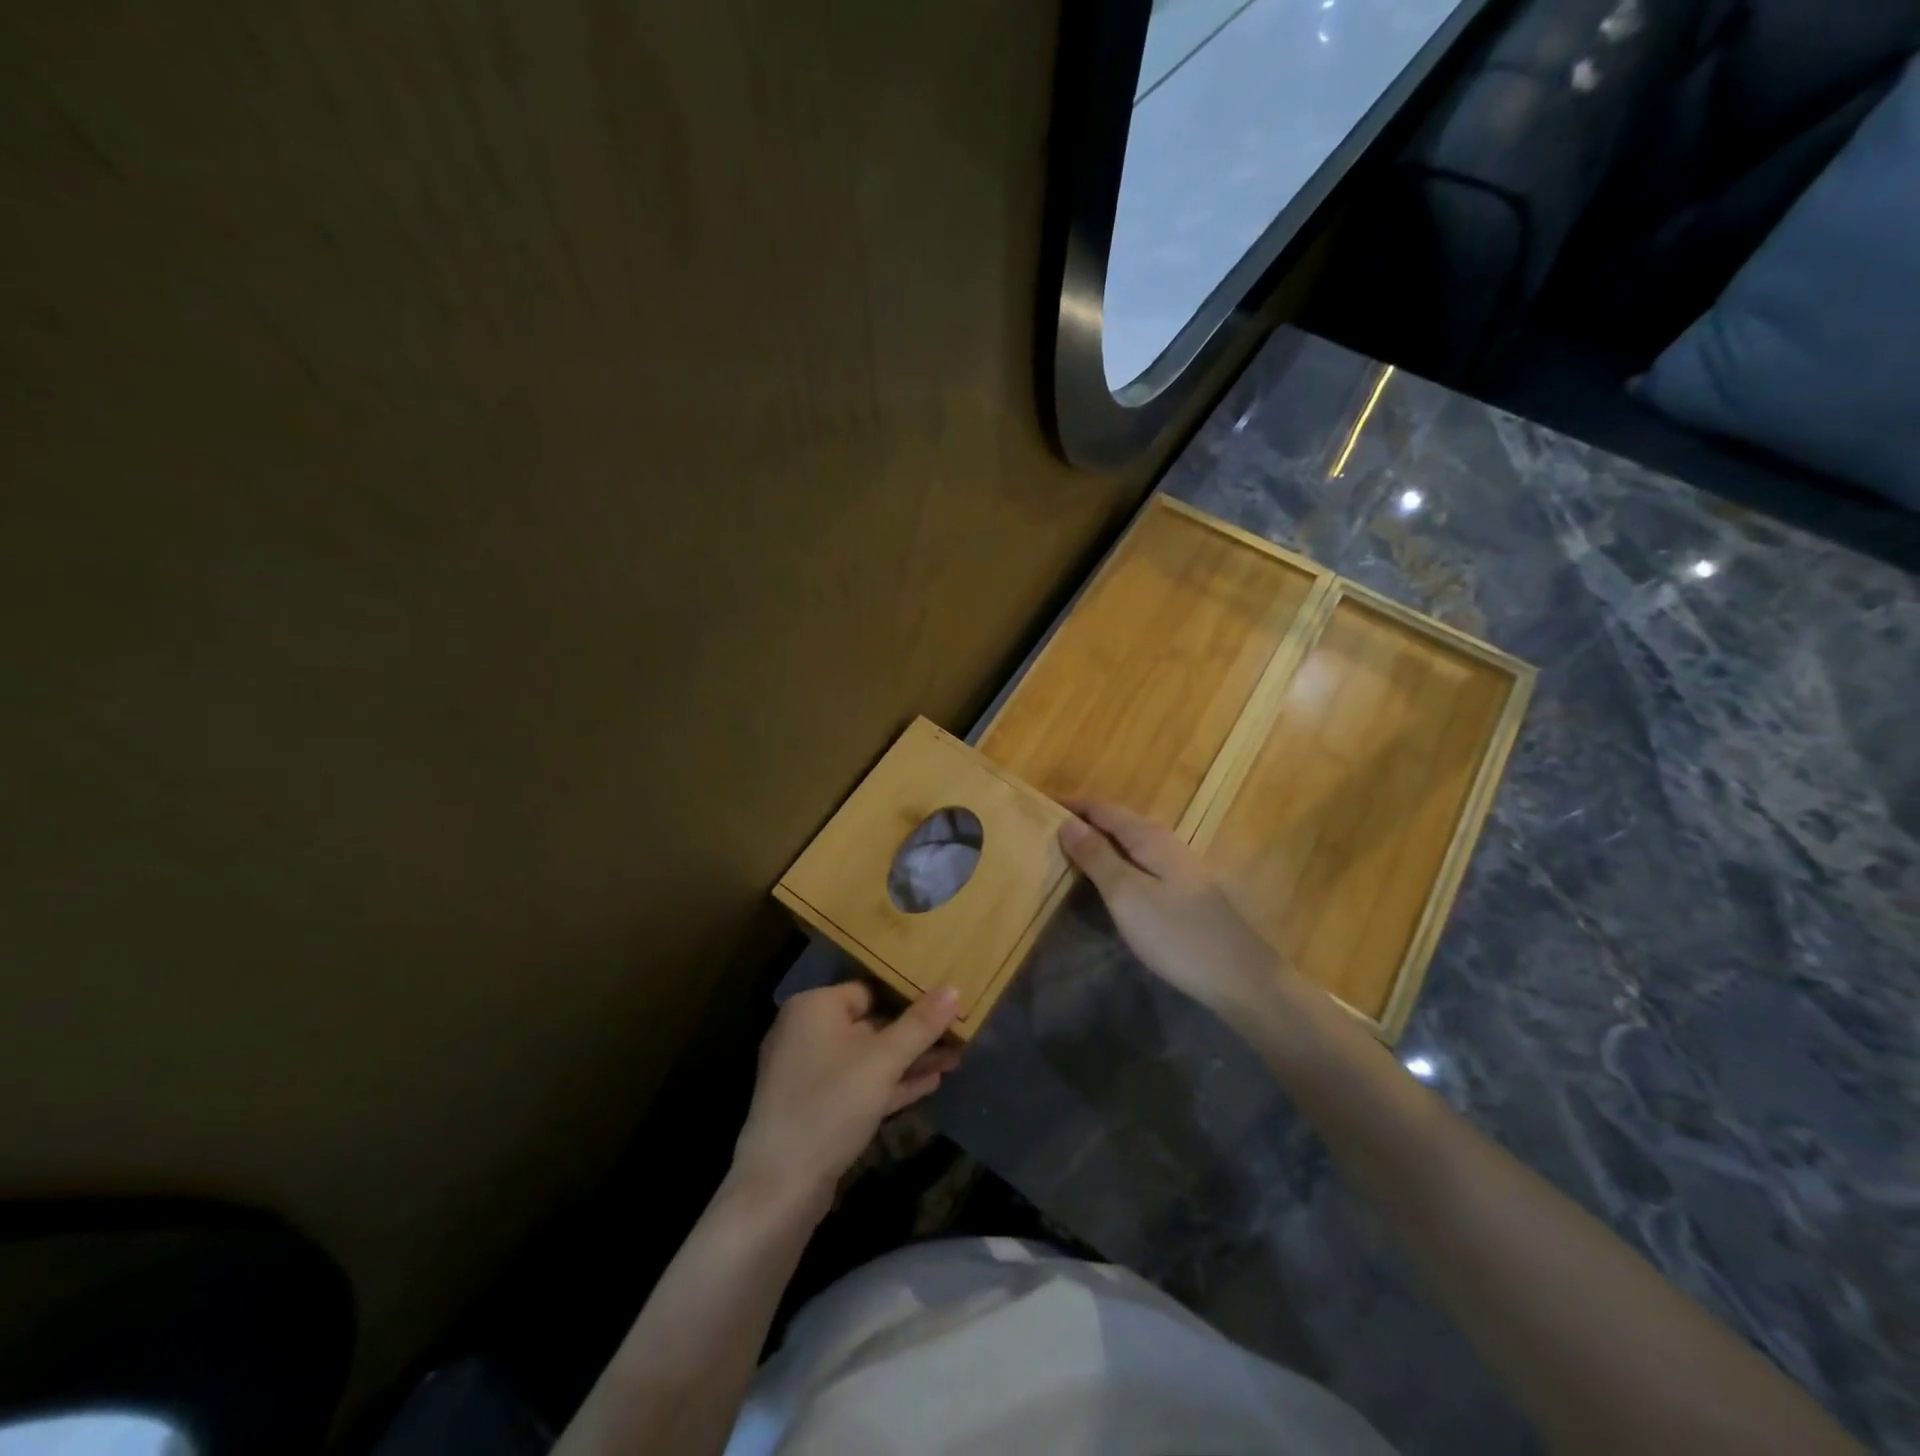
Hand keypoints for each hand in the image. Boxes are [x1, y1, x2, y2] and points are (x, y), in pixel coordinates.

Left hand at [728, 982, 961, 1220]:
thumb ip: (920, 1024)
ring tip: (955, 1058)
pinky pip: (859, 1084)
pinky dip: (890, 1083)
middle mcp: (806, 1031)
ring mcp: (808, 1072)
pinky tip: (930, 1084)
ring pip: (868, 1057)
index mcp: (814, 1007)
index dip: (909, 996)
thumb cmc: (832, 1104)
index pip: (869, 990)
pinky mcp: (815, 1107)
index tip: (945, 1002)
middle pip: (871, 1023)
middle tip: (957, 1034)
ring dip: (909, 1060)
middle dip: (915, 1033)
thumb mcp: (884, 1060)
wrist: (781, 1186)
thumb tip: (952, 989)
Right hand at [1059, 800, 1283, 1016]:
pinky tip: (1107, 882)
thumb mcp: (1126, 894)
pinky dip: (1116, 863)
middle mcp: (1165, 842)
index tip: (1036, 806)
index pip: (1101, 808)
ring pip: (1129, 843)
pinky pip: (1140, 863)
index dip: (1070, 805)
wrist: (1240, 977)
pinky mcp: (1184, 891)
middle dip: (1082, 822)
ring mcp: (1178, 867)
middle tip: (1045, 832)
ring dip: (1099, 843)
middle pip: (1117, 821)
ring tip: (1067, 854)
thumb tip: (1067, 822)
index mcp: (1149, 837)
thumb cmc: (1176, 934)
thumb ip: (1097, 856)